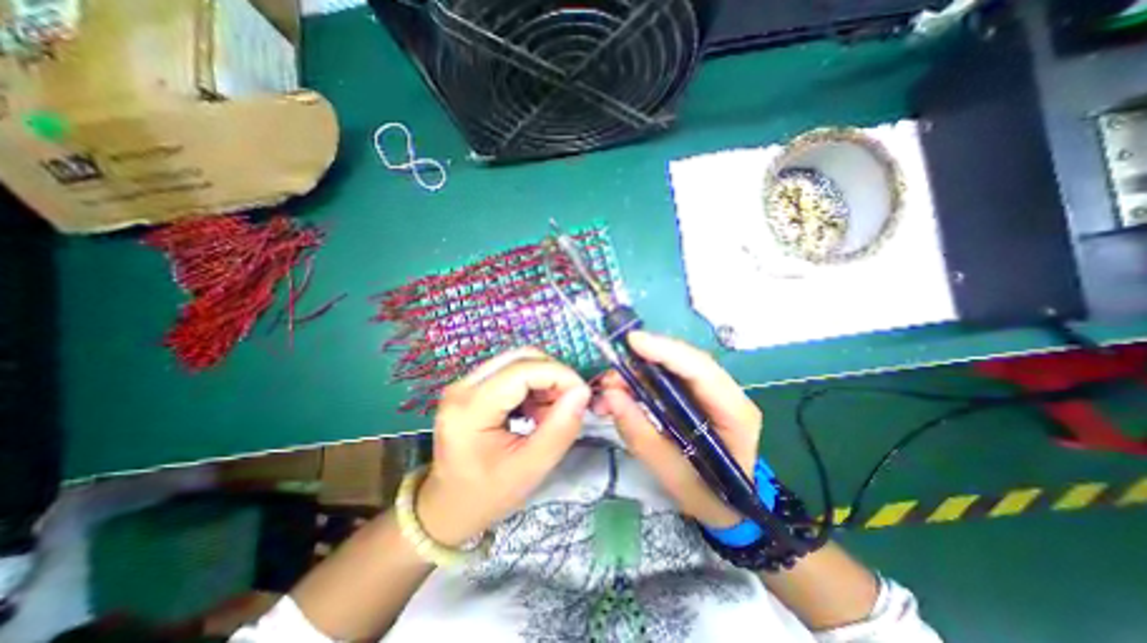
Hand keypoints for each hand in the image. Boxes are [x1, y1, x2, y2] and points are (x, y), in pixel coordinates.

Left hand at [416, 349, 591, 544]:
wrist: (449, 507)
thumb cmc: (488, 494)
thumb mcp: (530, 469)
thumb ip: (560, 429)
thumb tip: (582, 392)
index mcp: (470, 408)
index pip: (523, 370)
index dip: (559, 374)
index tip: (582, 394)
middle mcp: (462, 386)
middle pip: (520, 357)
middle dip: (552, 375)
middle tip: (567, 403)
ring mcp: (464, 383)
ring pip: (517, 361)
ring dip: (543, 379)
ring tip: (549, 412)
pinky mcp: (471, 386)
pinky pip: (510, 370)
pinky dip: (532, 384)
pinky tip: (535, 410)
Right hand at [590, 331, 758, 527]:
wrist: (731, 509)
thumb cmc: (709, 497)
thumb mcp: (672, 475)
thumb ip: (640, 434)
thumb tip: (610, 395)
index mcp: (734, 414)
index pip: (702, 370)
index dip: (667, 351)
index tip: (632, 342)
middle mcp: (728, 395)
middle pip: (687, 362)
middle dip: (646, 361)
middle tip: (611, 373)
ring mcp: (715, 393)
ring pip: (676, 367)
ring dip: (642, 371)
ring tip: (612, 385)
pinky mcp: (700, 396)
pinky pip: (671, 379)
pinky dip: (645, 380)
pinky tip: (625, 389)